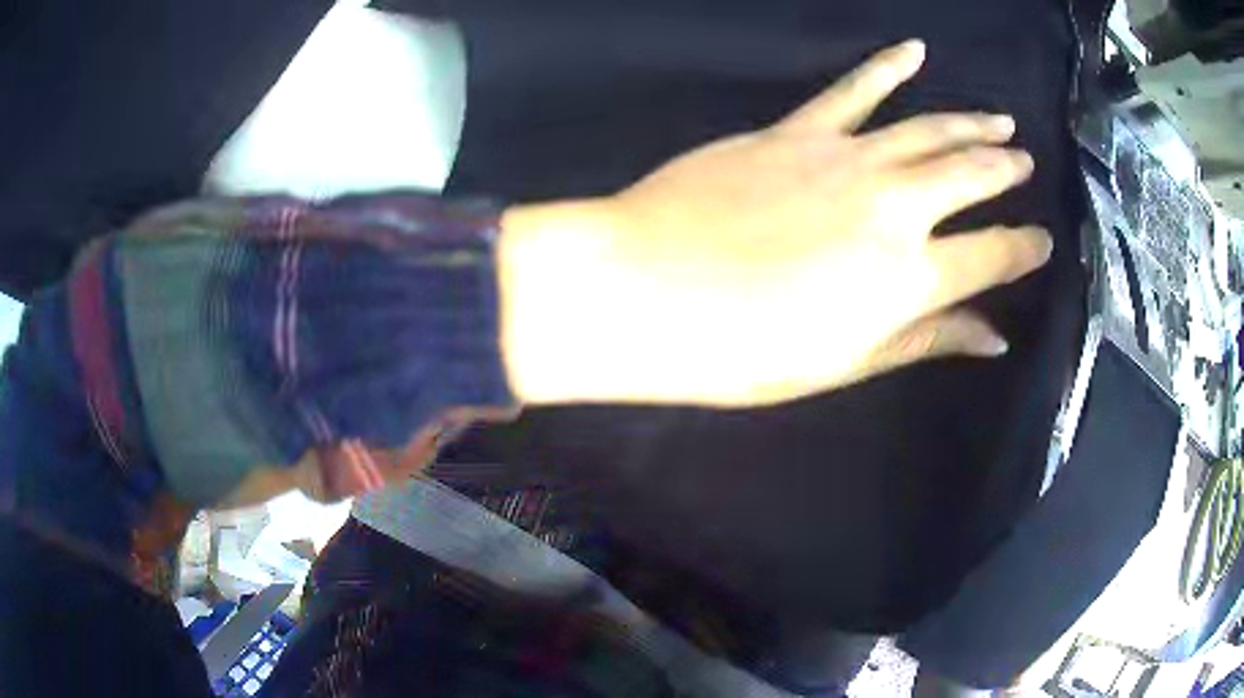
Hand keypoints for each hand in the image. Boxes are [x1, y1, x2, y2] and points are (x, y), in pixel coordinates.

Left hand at [501, 40, 1051, 407]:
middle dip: (1004, 170)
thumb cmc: (743, 349)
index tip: (1044, 241)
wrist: (646, 290)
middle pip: (970, 177)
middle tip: (1023, 163)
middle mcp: (894, 207)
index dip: (1025, 249)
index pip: (995, 256)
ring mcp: (846, 158)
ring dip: (970, 123)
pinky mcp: (796, 129)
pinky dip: (887, 67)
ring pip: (928, 129)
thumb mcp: (846, 362)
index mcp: (911, 278)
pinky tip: (915, 50)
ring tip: (1000, 120)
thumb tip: (993, 337)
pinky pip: (854, 89)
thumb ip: (926, 340)